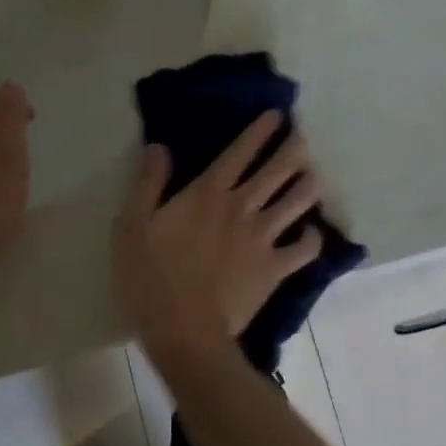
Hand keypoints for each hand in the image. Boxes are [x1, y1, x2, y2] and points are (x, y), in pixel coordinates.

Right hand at [114, 110, 323, 356]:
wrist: (183, 331)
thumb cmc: (151, 277)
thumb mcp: (132, 225)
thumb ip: (148, 183)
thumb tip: (159, 146)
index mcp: (208, 193)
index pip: (240, 151)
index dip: (260, 130)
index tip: (277, 115)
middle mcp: (242, 207)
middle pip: (278, 169)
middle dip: (294, 148)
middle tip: (302, 138)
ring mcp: (263, 238)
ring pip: (298, 201)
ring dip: (308, 185)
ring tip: (311, 177)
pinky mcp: (275, 269)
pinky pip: (306, 249)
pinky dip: (313, 238)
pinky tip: (311, 233)